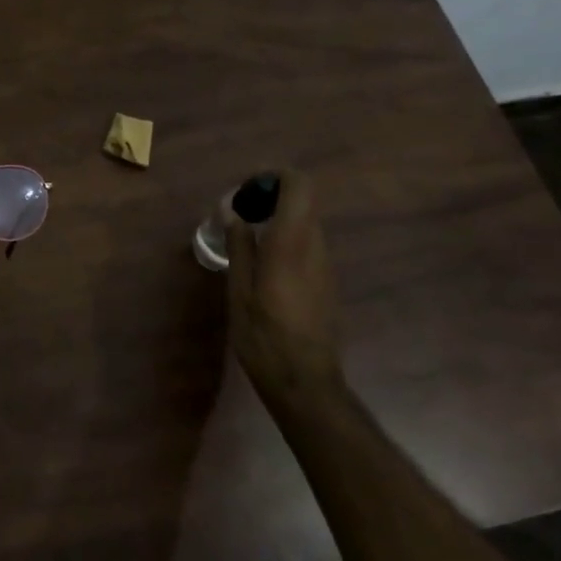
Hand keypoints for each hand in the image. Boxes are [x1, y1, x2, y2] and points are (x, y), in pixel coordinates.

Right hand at [224, 168, 343, 403]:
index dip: (275, 177)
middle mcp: (315, 246)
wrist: (305, 383)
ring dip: (279, 220)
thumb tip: (232, 210)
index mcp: (292, 242)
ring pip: (306, 224)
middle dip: (272, 198)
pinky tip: (265, 267)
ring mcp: (326, 265)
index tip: (248, 191)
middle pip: (304, 202)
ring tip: (248, 241)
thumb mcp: (239, 289)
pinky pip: (309, 246)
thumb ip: (239, 245)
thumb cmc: (264, 335)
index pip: (299, 185)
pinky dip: (287, 240)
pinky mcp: (328, 282)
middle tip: (241, 215)